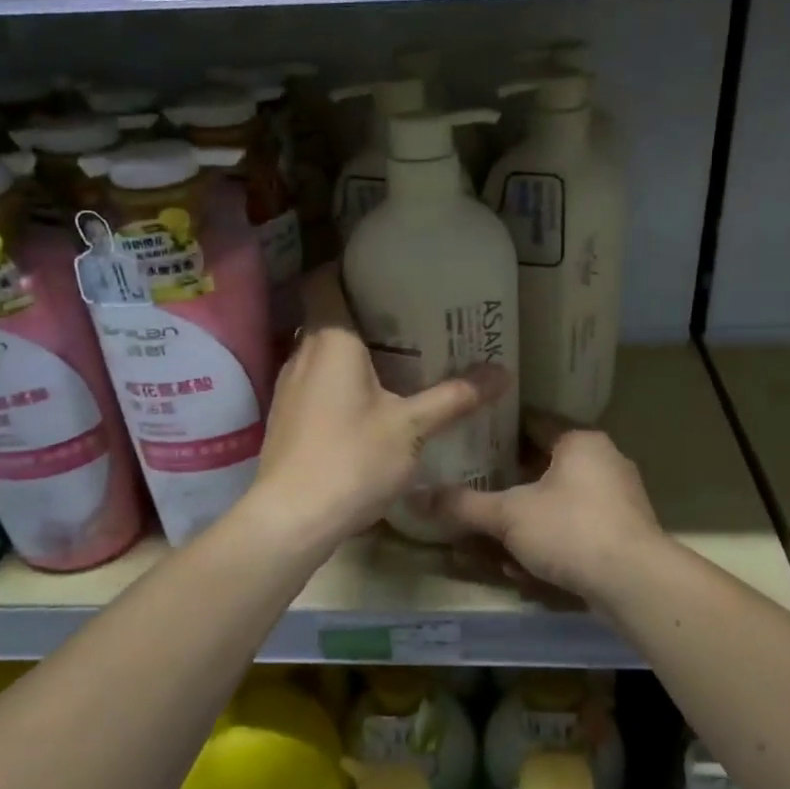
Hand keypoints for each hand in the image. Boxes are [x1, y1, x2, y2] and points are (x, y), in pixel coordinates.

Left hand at [250, 266, 506, 549]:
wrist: (292, 519)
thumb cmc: (353, 458)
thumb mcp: (412, 427)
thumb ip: (455, 397)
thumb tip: (502, 373)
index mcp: (330, 340)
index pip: (326, 282)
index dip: (349, 269)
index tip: (385, 272)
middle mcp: (303, 354)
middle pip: (331, 318)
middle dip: (368, 315)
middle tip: (413, 317)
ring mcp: (289, 387)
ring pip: (324, 353)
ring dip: (355, 352)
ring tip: (400, 357)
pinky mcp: (286, 416)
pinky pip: (317, 381)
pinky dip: (342, 380)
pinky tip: (371, 401)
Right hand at [418, 417, 664, 605]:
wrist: (636, 584)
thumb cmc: (570, 529)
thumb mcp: (508, 515)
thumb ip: (463, 506)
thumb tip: (415, 497)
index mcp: (579, 441)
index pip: (531, 423)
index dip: (497, 431)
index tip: (466, 441)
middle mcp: (602, 462)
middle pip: (541, 467)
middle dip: (505, 489)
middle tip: (472, 497)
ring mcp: (616, 500)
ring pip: (555, 504)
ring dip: (523, 525)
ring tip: (488, 545)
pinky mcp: (622, 534)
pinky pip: (573, 530)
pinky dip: (547, 544)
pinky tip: (522, 569)